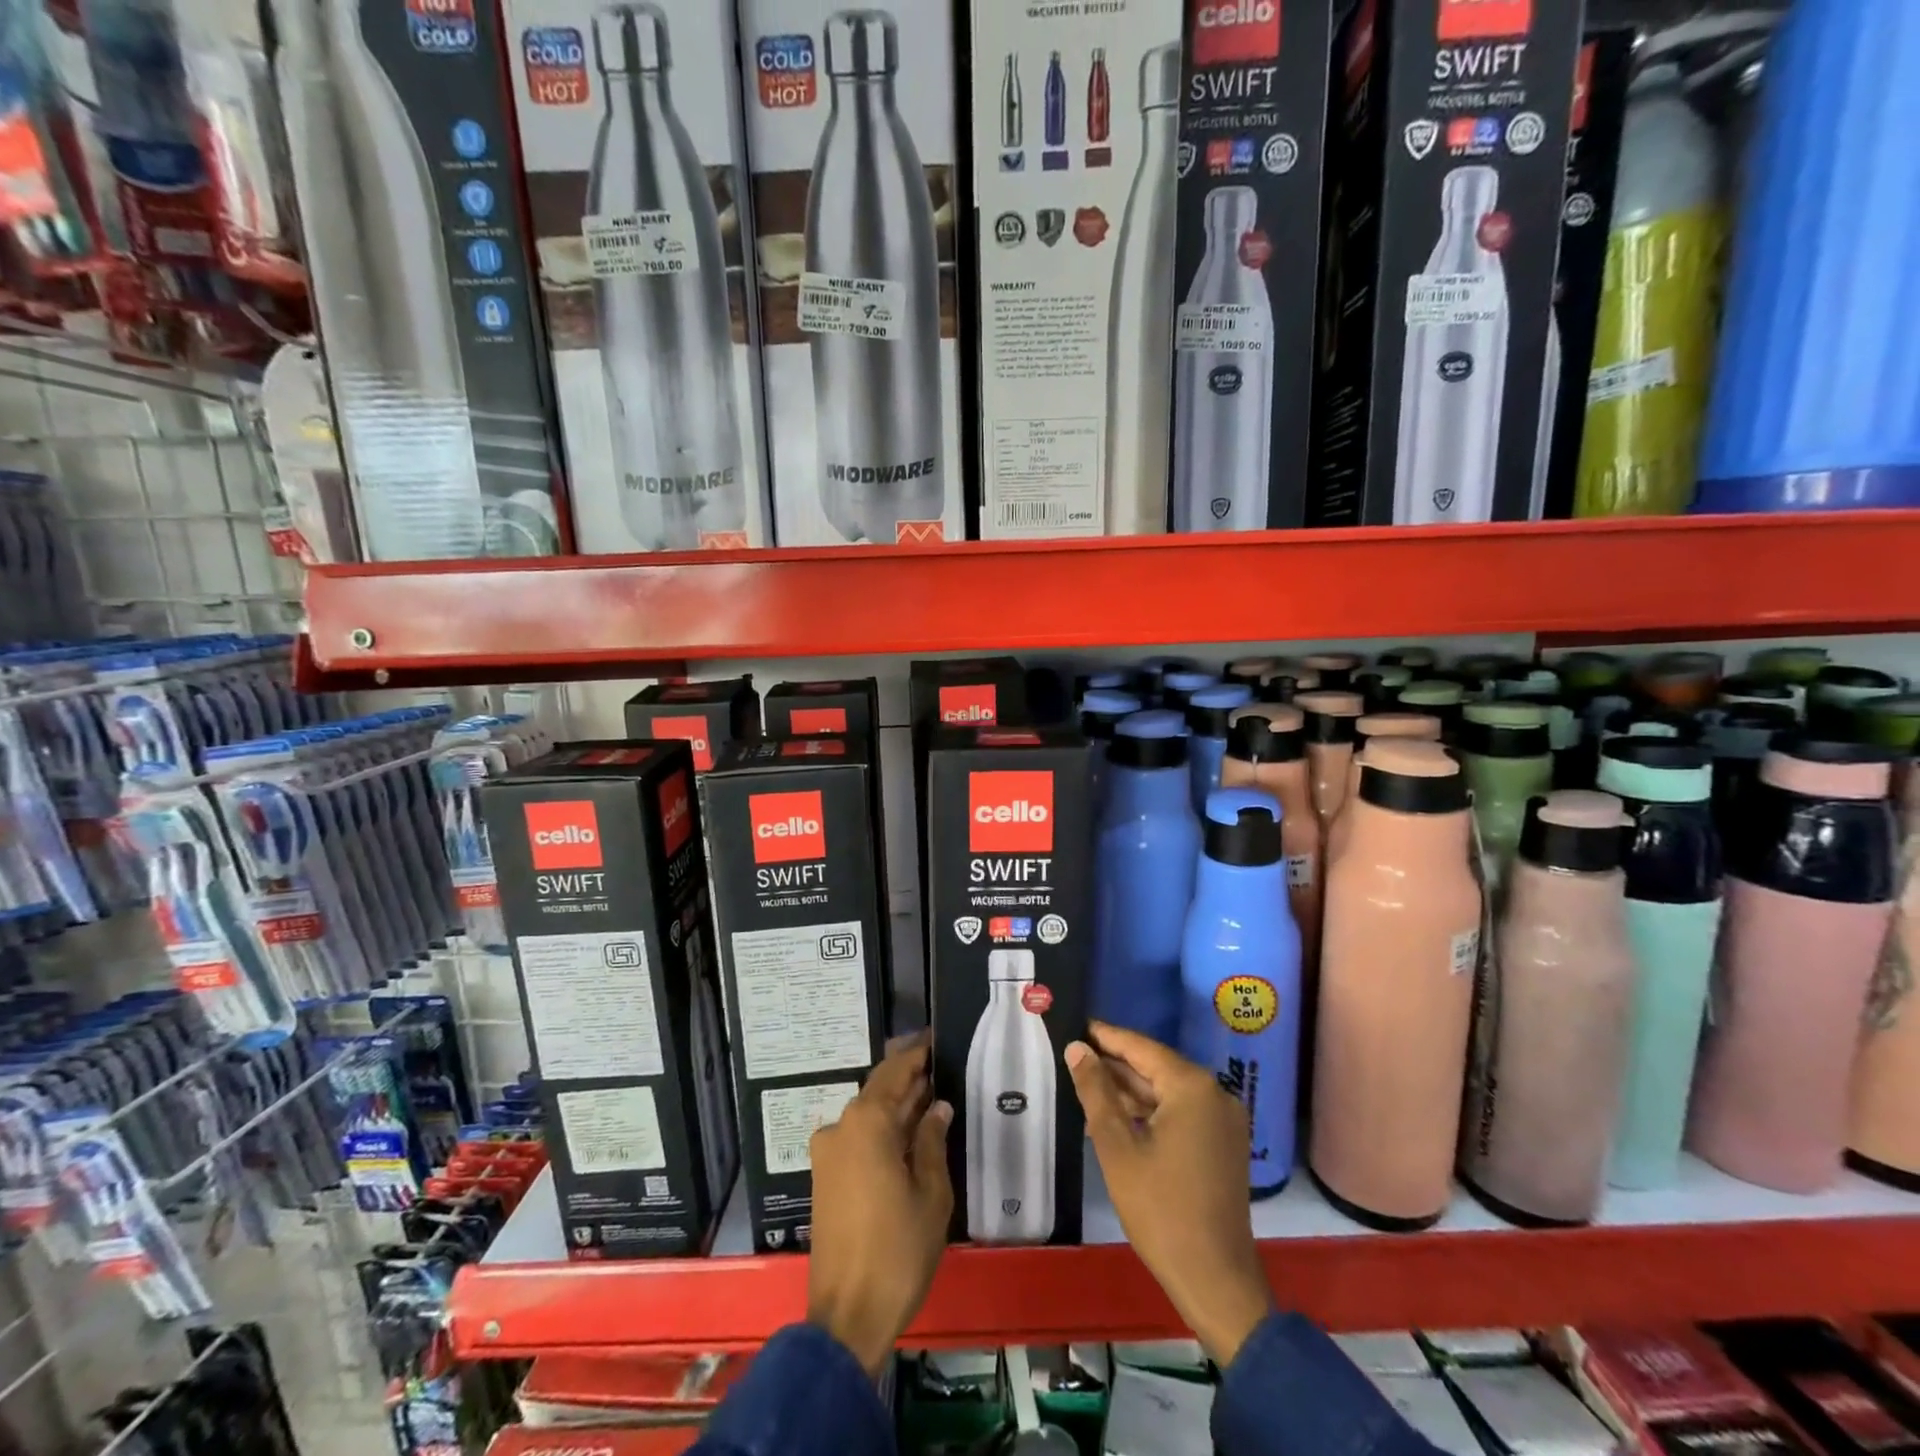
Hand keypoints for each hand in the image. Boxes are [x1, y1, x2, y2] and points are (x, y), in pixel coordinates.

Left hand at [807, 1033, 953, 1374]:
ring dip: (895, 1105)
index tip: (936, 1038)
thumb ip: (932, 1141)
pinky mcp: (824, 1178)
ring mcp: (827, 1154)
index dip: (916, 1054)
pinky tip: (906, 1134)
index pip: (894, 1072)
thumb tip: (936, 1107)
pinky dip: (881, 1129)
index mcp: (866, 1123)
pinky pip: (856, 1138)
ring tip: (929, 1098)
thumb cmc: (897, 1250)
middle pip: (878, 1090)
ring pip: (866, 1115)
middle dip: (907, 1078)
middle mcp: (841, 1128)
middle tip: (939, 1066)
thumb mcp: (930, 1193)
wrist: (847, 1316)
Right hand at [1066, 1021, 1272, 1366]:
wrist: (1214, 1279)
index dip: (1106, 1036)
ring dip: (1131, 1090)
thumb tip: (1077, 1048)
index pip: (1141, 1047)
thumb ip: (1096, 1090)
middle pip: (1156, 1067)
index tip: (1077, 1024)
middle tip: (1075, 1055)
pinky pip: (1182, 1112)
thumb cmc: (1160, 1209)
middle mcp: (1215, 1093)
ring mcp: (1224, 1120)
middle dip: (1116, 1064)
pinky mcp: (1224, 1143)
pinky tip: (1119, 1116)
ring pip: (1168, 1091)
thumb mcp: (1116, 1146)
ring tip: (1088, 1085)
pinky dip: (1151, 1111)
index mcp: (1192, 1087)